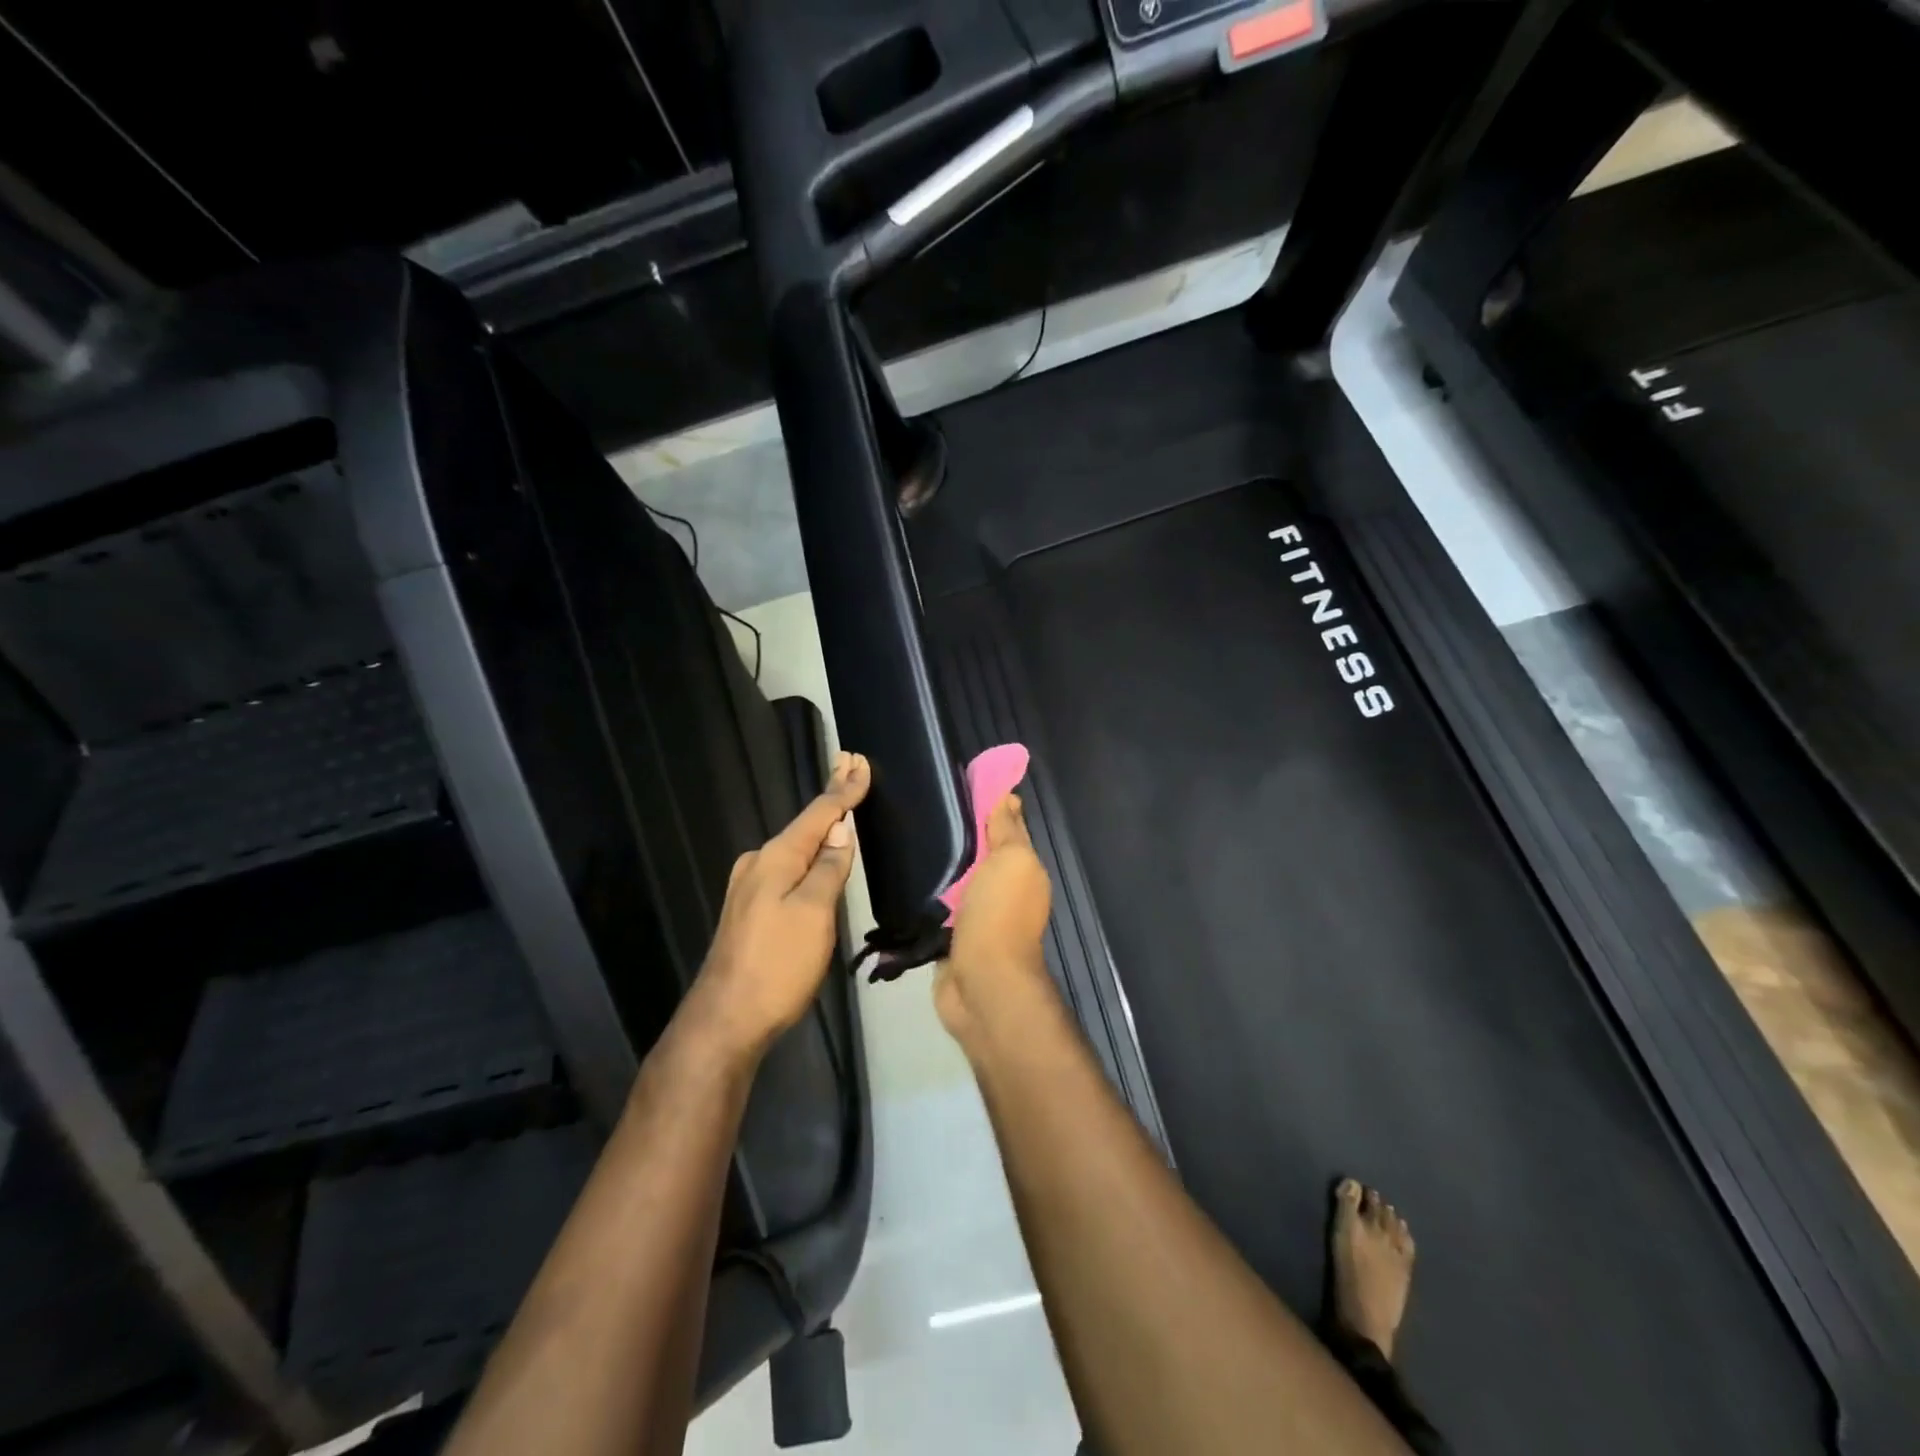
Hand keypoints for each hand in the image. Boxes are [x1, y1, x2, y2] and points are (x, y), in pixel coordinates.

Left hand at [690, 750, 871, 1058]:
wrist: (726, 1019)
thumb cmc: (777, 964)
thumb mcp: (814, 913)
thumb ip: (828, 868)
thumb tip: (840, 830)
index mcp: (776, 858)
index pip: (818, 814)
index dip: (844, 790)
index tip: (860, 762)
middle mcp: (759, 863)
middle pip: (804, 824)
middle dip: (830, 798)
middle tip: (850, 765)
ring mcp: (750, 887)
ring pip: (795, 847)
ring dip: (820, 824)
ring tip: (842, 805)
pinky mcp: (751, 909)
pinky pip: (787, 867)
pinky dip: (808, 851)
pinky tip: (817, 853)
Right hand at [934, 793, 1053, 1043]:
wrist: (982, 981)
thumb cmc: (1000, 914)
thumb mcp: (1011, 860)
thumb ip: (1007, 830)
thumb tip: (1009, 796)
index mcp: (1022, 870)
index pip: (1007, 829)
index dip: (990, 806)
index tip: (960, 783)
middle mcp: (1003, 891)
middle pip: (980, 855)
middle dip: (959, 836)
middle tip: (924, 809)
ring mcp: (977, 917)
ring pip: (958, 881)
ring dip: (942, 868)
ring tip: (909, 838)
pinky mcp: (951, 938)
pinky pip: (939, 909)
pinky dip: (928, 898)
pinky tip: (905, 880)